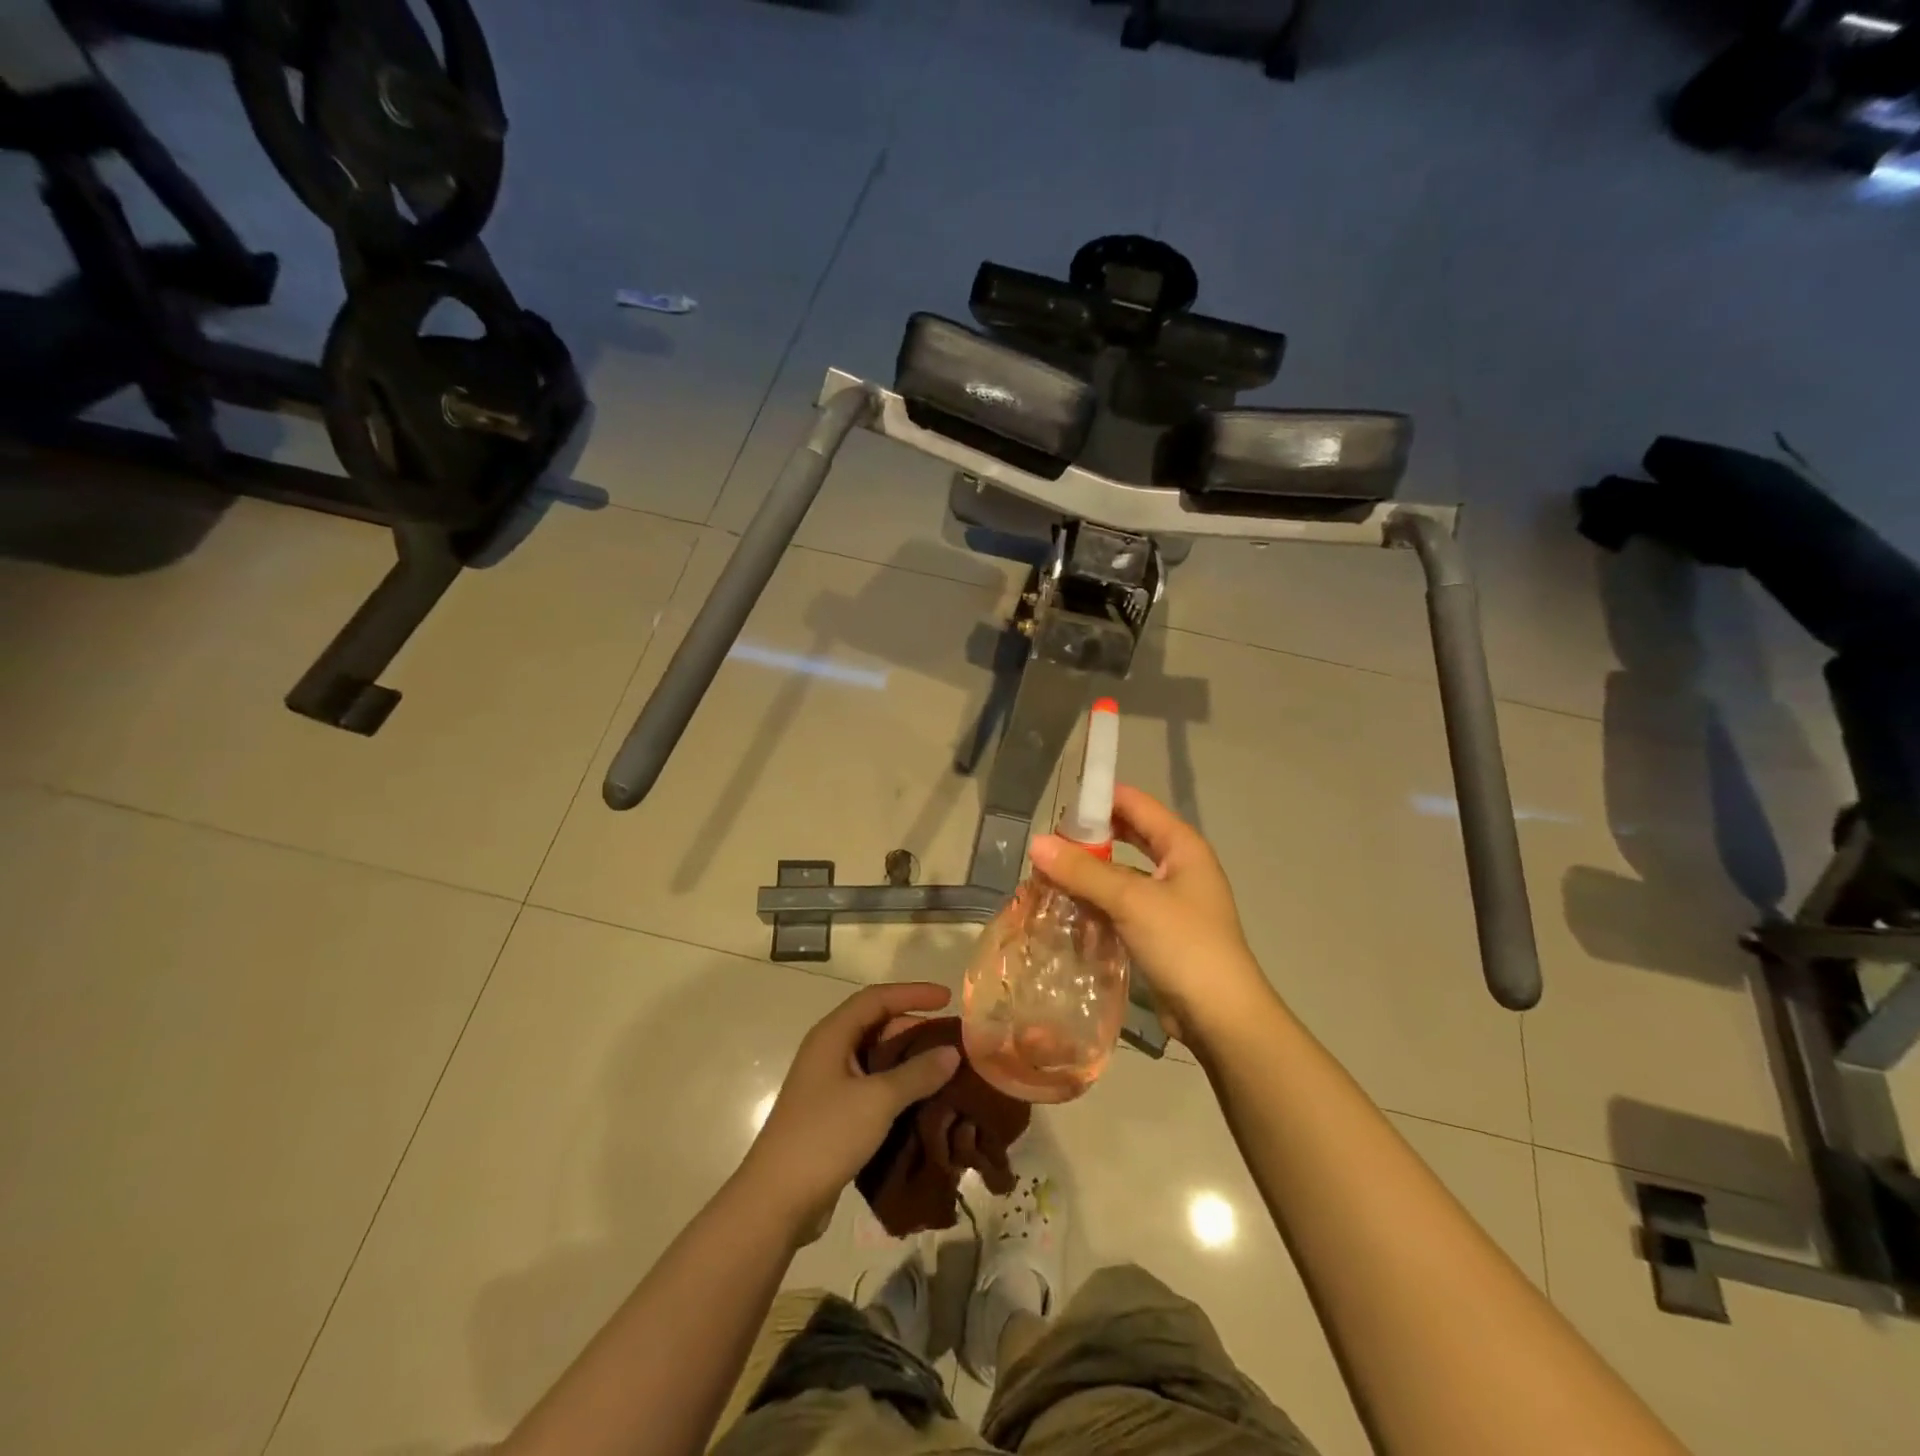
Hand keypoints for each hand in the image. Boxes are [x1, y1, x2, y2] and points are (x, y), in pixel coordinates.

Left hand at [739, 983, 960, 1237]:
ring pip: (876, 1059)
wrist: (776, 1202)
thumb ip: (917, 1073)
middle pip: (877, 1025)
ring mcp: (829, 1084)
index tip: (948, 998)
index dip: (913, 993)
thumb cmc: (825, 1136)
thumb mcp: (877, 1100)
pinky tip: (923, 1102)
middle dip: (915, 1028)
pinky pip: (872, 1087)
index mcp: (832, 1035)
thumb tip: (952, 1051)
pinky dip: (898, 1088)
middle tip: (952, 1039)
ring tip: (945, 1069)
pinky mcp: (833, 1114)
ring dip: (909, 1061)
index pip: (877, 998)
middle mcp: (829, 1052)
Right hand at [1028, 785, 1273, 1045]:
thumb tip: (1035, 843)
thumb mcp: (1132, 901)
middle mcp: (1177, 866)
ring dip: (1088, 874)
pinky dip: (1095, 903)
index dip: (1099, 798)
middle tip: (1047, 844)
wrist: (1221, 1019)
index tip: (1057, 804)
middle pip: (1127, 838)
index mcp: (1182, 846)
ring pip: (1120, 874)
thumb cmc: (1184, 945)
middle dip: (1088, 839)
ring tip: (1046, 876)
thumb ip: (1083, 871)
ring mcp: (1168, 902)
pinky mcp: (1157, 932)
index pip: (1136, 804)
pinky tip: (1065, 909)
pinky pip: (1119, 905)